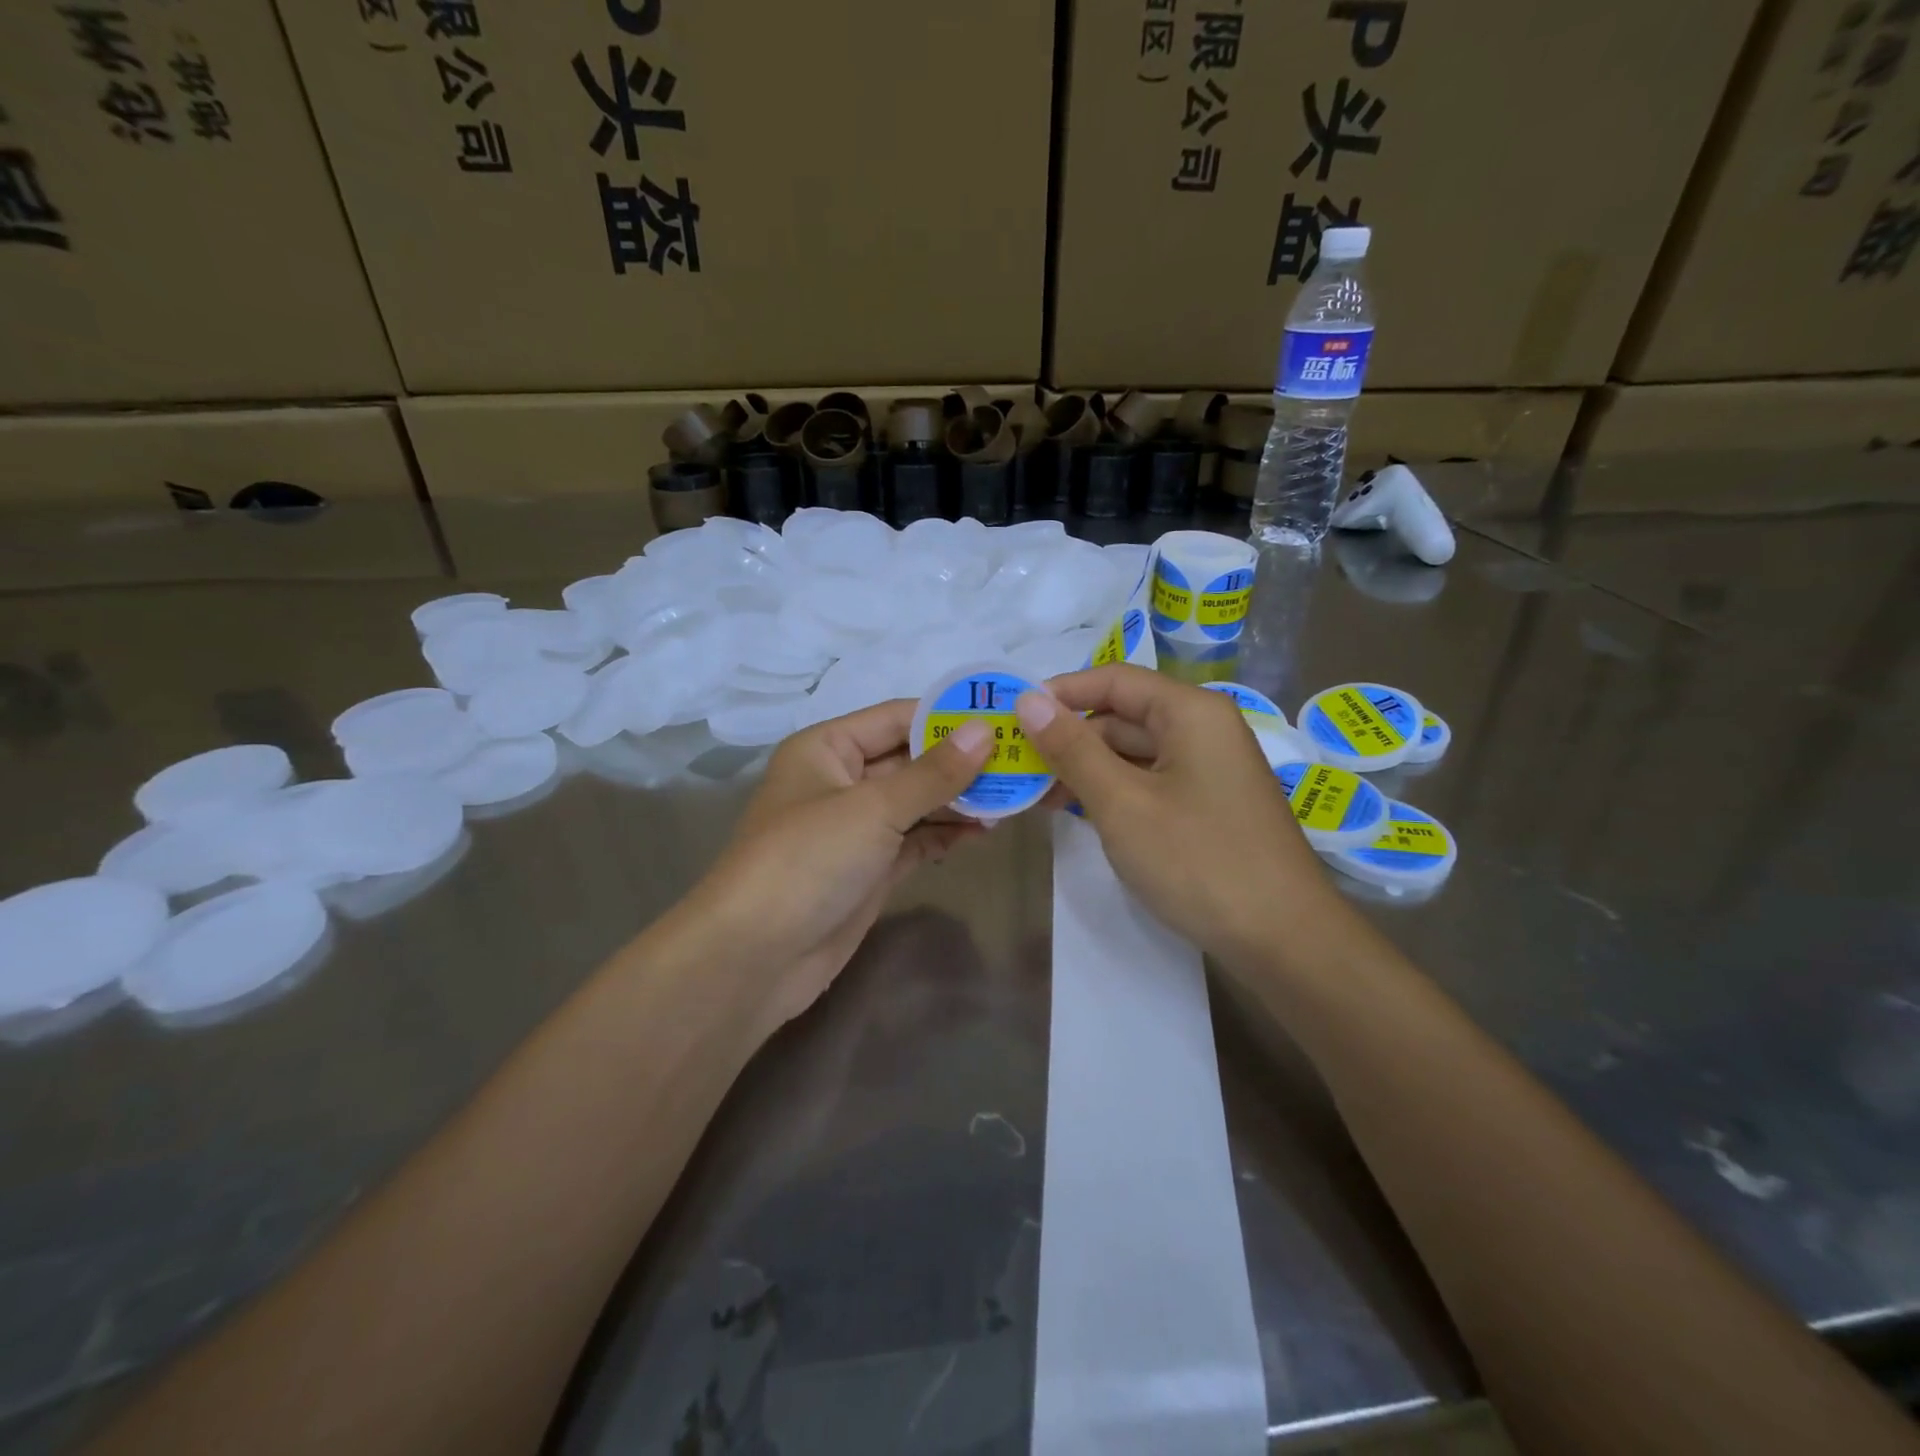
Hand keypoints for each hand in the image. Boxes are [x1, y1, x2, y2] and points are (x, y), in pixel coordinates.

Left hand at [679, 700, 992, 1038]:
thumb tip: (985, 731)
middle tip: (1021, 761)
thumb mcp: (873, 808)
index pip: (897, 717)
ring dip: (960, 800)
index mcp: (827, 748)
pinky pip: (915, 839)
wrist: (755, 958)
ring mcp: (856, 828)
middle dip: (962, 762)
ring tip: (1014, 797)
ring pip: (917, 802)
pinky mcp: (869, 868)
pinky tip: (983, 831)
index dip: (949, 716)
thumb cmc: (807, 860)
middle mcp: (840, 780)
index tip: (1006, 717)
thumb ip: (933, 772)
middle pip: (911, 760)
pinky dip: (945, 834)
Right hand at [1016, 664, 1334, 964]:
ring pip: (1133, 753)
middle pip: (1123, 716)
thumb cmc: (1199, 861)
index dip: (1060, 693)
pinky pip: (1150, 782)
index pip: (1114, 679)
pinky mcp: (1207, 805)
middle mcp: (1203, 729)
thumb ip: (1072, 749)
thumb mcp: (1122, 803)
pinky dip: (1112, 792)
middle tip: (1015, 764)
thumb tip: (1027, 700)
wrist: (1284, 940)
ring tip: (1034, 794)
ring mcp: (1208, 769)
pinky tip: (1075, 811)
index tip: (1012, 715)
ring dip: (1085, 769)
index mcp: (1191, 712)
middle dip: (1068, 737)